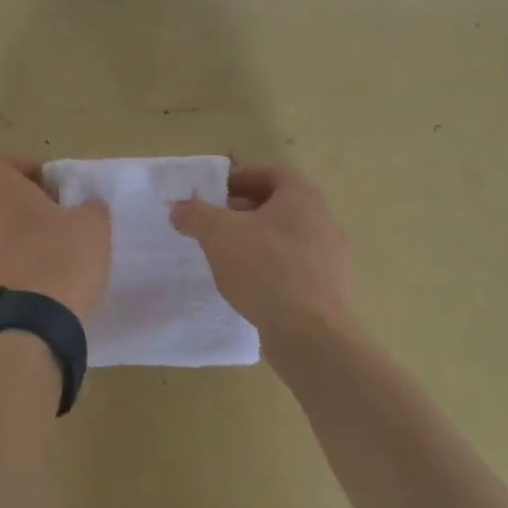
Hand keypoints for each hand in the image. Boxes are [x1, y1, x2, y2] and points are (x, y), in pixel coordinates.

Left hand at [0, 158, 111, 323]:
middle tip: (38, 216)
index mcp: (4, 193)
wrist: (38, 321)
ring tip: (17, 248)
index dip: (18, 167)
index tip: (43, 181)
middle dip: (6, 203)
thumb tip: (85, 206)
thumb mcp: (94, 225)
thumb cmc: (65, 259)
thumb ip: (89, 206)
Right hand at [170, 164, 351, 341]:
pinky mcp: (327, 290)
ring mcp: (330, 258)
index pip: (271, 173)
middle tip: (213, 223)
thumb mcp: (218, 234)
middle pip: (278, 205)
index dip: (240, 178)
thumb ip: (195, 214)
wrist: (310, 335)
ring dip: (255, 241)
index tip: (213, 192)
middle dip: (242, 211)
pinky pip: (293, 267)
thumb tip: (178, 207)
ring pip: (285, 238)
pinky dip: (269, 268)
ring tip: (225, 255)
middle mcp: (323, 221)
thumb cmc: (265, 268)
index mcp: (302, 197)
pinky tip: (247, 284)